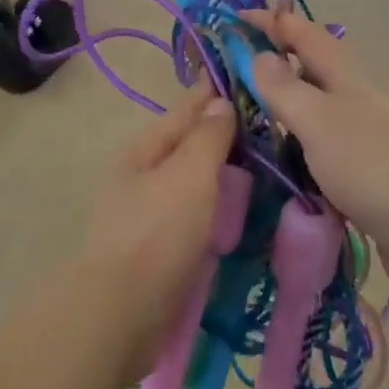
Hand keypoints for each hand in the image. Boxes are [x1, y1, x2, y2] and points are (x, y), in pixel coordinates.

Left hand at [79, 81, 236, 376]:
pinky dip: (216, 207)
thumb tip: (218, 101)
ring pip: (192, 181)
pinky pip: (195, 215)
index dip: (214, 92)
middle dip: (222, 133)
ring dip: (221, 172)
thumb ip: (207, 138)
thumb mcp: (188, 176)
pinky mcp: (159, 248)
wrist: (119, 313)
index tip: (247, 76)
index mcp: (145, 150)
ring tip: (261, 165)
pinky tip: (239, 213)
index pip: (186, 109)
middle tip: (268, 126)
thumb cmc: (157, 234)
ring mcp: (148, 213)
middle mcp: (143, 176)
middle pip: (188, 145)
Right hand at [242, 8, 388, 307]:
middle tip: (230, 78)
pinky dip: (296, 158)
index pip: (307, 37)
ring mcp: (363, 145)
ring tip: (242, 127)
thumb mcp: (321, 122)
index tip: (236, 16)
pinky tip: (277, 174)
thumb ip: (286, 90)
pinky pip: (319, 159)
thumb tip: (259, 55)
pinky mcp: (365, 182)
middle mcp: (356, 107)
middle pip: (312, 76)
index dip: (274, 22)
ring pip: (314, 120)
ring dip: (282, 117)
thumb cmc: (375, 168)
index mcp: (347, 83)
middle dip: (274, 69)